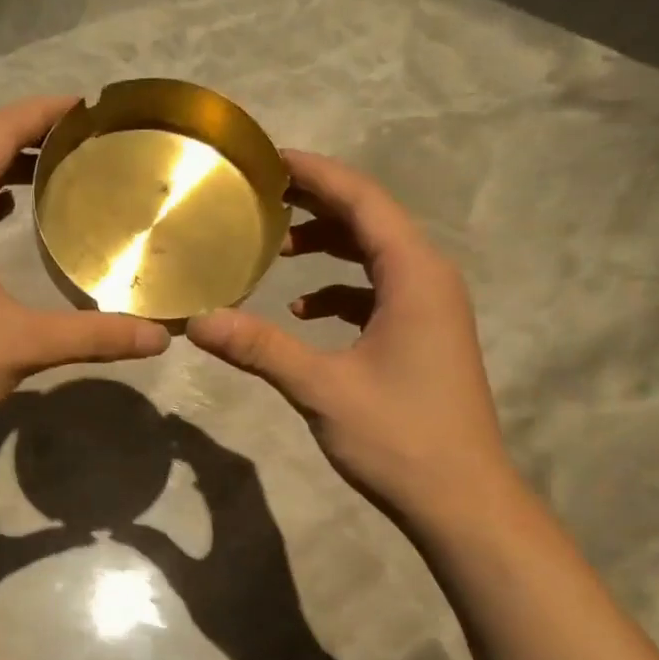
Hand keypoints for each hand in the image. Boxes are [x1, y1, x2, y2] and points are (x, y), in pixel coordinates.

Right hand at [186, 149, 510, 527]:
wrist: (461, 500)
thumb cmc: (399, 436)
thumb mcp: (321, 388)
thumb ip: (260, 349)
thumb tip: (198, 322)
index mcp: (414, 275)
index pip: (362, 201)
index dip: (315, 174)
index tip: (268, 159)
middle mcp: (429, 280)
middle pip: (371, 221)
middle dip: (317, 206)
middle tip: (260, 199)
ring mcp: (430, 310)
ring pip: (375, 258)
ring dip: (328, 248)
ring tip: (276, 250)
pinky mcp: (424, 338)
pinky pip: (378, 293)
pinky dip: (340, 292)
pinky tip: (303, 312)